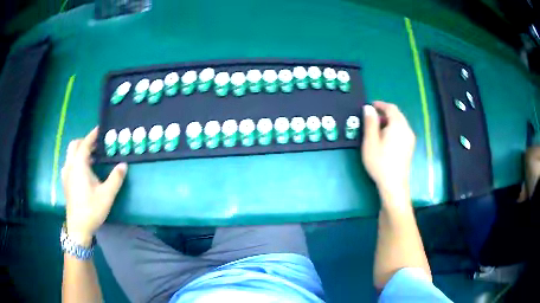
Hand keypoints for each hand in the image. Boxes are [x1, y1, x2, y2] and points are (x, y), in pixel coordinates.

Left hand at [61, 127, 127, 244]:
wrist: (78, 227)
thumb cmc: (92, 209)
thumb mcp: (107, 195)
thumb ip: (115, 178)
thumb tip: (123, 165)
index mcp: (79, 165)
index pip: (85, 144)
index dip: (92, 135)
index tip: (100, 129)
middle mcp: (70, 166)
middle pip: (74, 145)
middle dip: (84, 141)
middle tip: (96, 145)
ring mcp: (66, 174)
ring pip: (70, 154)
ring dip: (79, 151)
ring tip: (91, 157)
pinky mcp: (65, 182)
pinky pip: (69, 163)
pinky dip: (75, 160)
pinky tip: (82, 170)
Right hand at [361, 101, 414, 195]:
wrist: (394, 184)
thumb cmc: (380, 162)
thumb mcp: (370, 141)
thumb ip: (370, 122)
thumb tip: (368, 108)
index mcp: (398, 125)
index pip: (391, 108)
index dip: (380, 105)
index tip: (369, 106)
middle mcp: (407, 129)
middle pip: (397, 115)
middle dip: (384, 113)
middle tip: (371, 118)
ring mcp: (410, 139)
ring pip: (400, 123)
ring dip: (389, 121)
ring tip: (377, 129)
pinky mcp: (410, 147)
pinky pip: (402, 131)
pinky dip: (394, 129)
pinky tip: (386, 139)